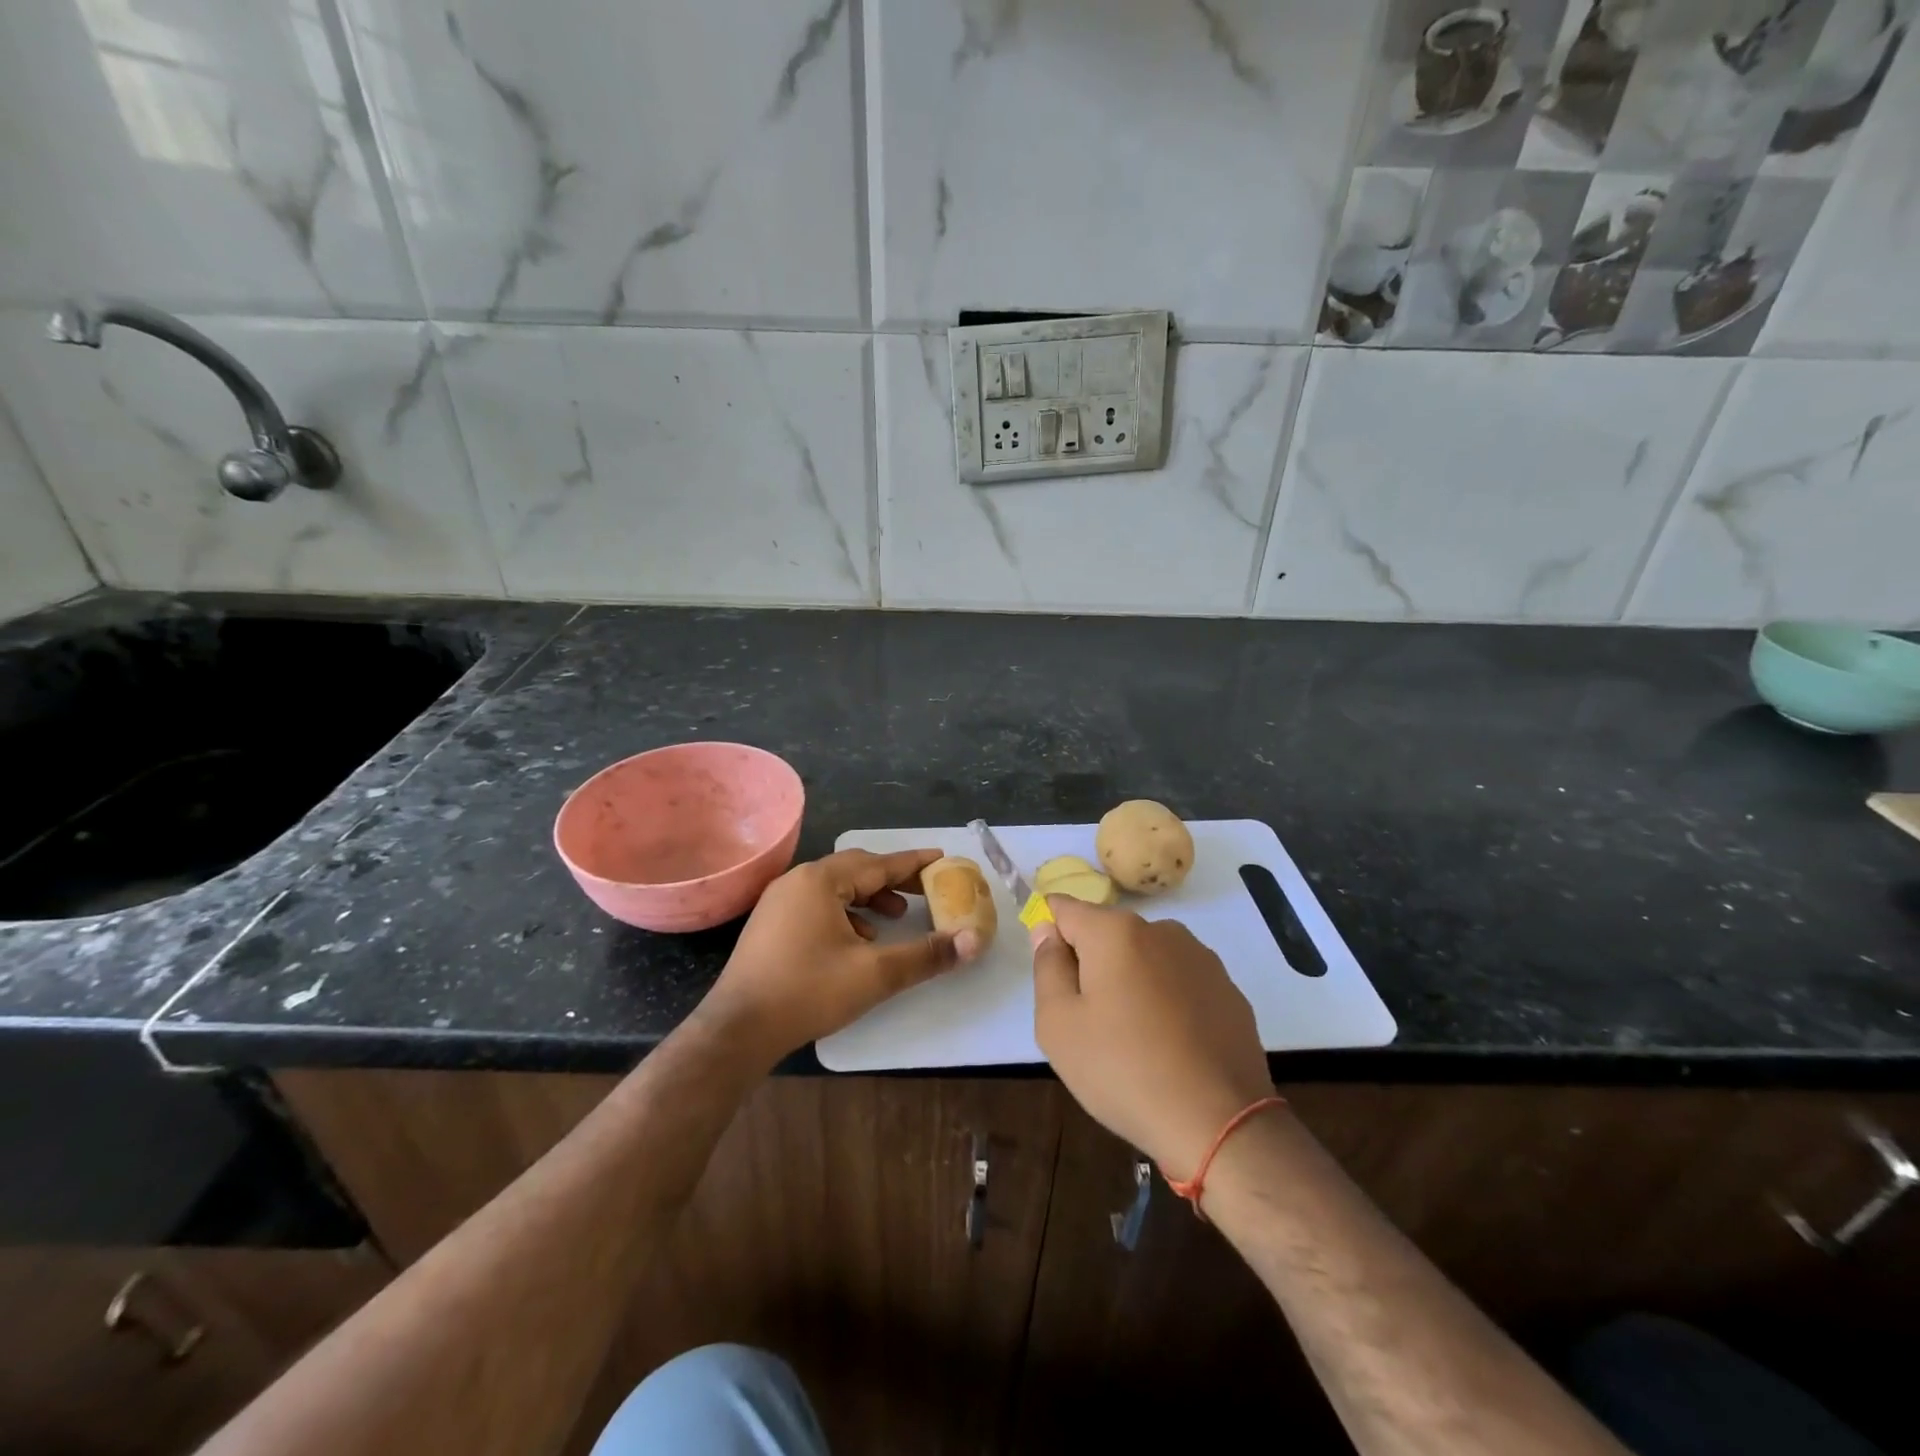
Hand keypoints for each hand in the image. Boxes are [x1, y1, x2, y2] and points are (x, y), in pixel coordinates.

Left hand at [701, 848, 980, 1063]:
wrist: (738, 1029)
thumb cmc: (808, 991)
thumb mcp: (875, 974)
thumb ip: (926, 955)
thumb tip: (974, 941)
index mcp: (821, 880)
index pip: (879, 863)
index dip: (914, 863)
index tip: (942, 859)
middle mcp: (798, 880)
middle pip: (856, 869)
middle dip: (892, 879)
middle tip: (924, 892)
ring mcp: (779, 901)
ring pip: (835, 887)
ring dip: (868, 897)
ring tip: (894, 917)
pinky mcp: (770, 924)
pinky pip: (817, 904)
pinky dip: (845, 912)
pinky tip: (857, 940)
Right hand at [1033, 897, 1273, 1181]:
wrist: (1218, 1122)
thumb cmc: (1123, 1070)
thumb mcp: (1058, 1024)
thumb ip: (1047, 967)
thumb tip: (1048, 931)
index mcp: (1115, 931)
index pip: (1066, 909)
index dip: (1050, 933)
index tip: (1052, 975)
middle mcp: (1161, 930)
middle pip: (1107, 934)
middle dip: (1092, 964)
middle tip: (1089, 1021)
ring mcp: (1200, 958)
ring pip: (1146, 957)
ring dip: (1131, 981)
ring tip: (1133, 1038)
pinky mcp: (1228, 989)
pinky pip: (1180, 982)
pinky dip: (1167, 1001)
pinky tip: (1170, 1046)